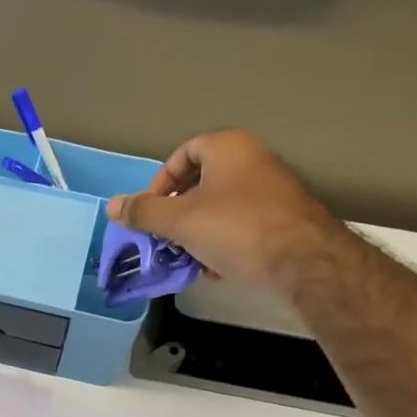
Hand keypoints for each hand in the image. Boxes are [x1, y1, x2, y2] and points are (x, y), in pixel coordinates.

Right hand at [106, 128, 332, 288]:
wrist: (305, 262)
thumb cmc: (236, 229)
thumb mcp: (179, 221)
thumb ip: (143, 212)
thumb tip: (112, 205)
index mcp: (228, 147)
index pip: (182, 153)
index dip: (160, 182)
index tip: (150, 211)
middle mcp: (253, 160)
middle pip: (200, 183)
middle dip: (176, 214)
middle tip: (163, 237)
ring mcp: (272, 190)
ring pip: (220, 208)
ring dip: (197, 233)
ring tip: (186, 258)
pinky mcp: (284, 219)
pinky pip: (241, 226)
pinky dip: (223, 243)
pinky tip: (216, 269)